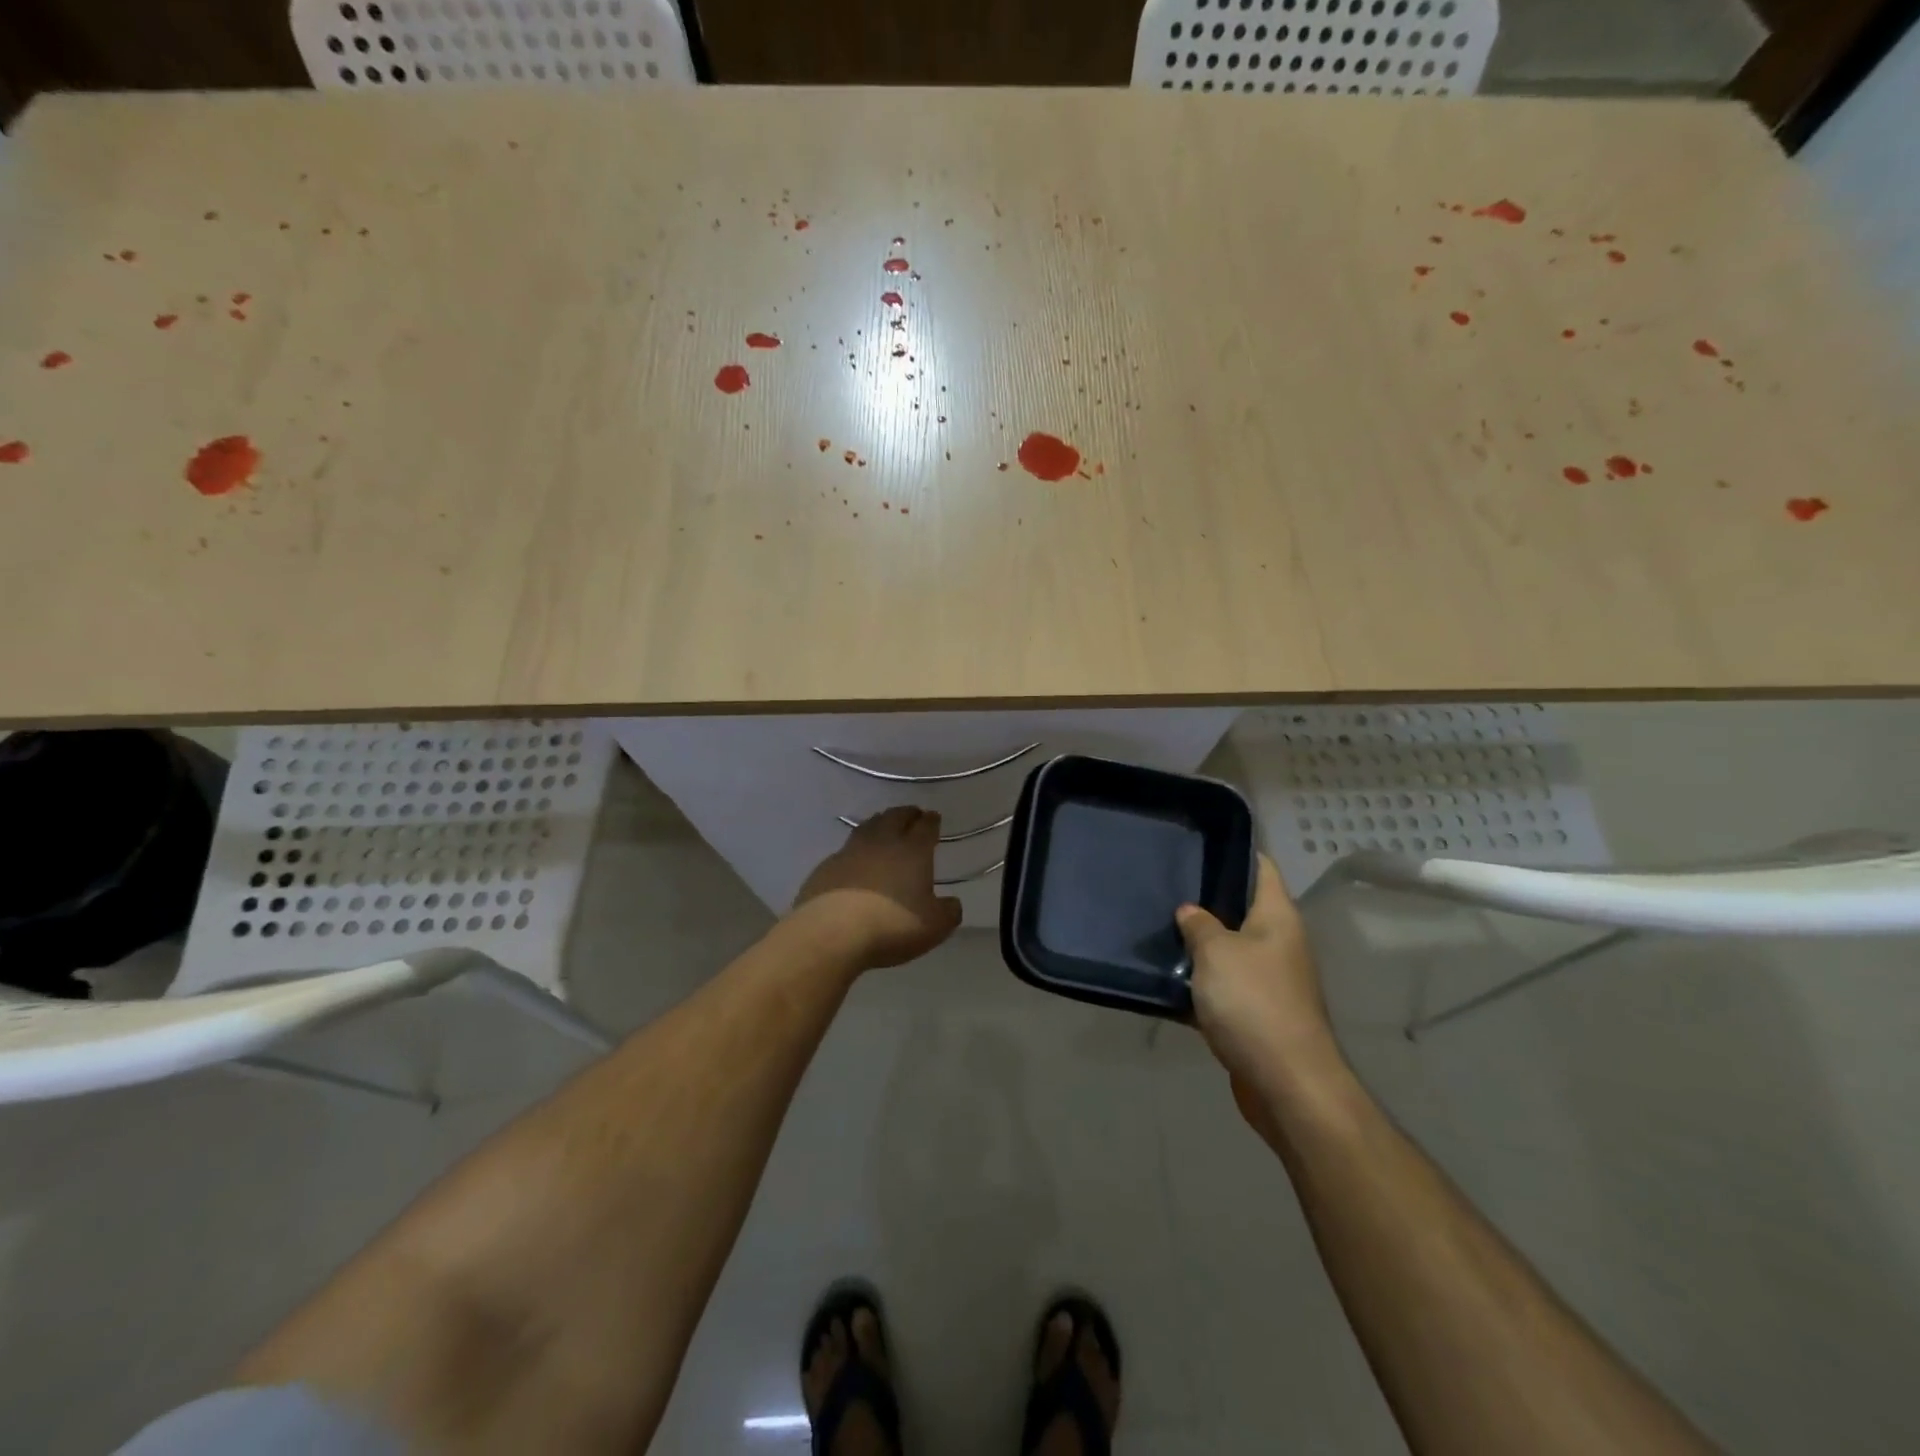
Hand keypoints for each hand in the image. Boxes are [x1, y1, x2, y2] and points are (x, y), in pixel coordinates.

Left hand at [791, 807, 963, 970]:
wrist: (832, 932)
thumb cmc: (892, 925)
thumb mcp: (934, 926)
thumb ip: (948, 912)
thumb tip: (952, 903)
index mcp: (913, 851)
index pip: (925, 826)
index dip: (932, 821)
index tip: (934, 817)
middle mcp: (882, 842)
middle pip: (895, 817)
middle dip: (907, 814)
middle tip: (912, 815)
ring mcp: (850, 852)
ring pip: (868, 827)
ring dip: (879, 823)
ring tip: (884, 826)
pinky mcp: (826, 867)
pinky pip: (846, 850)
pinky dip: (856, 849)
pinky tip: (856, 860)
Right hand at [1177, 855, 1344, 1110]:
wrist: (1287, 1084)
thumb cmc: (1254, 1003)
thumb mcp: (1216, 953)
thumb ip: (1198, 925)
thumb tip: (1189, 911)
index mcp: (1277, 918)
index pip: (1261, 869)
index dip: (1235, 852)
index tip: (1198, 844)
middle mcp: (1279, 944)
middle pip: (1242, 910)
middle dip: (1206, 901)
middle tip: (1164, 888)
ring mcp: (1270, 981)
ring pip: (1228, 951)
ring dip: (1199, 946)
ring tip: (1158, 929)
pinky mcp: (1257, 1015)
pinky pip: (1224, 989)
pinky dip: (1200, 985)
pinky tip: (1166, 981)